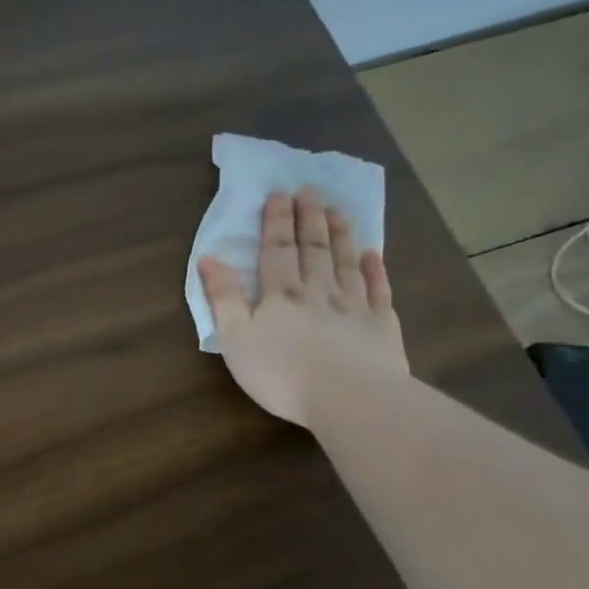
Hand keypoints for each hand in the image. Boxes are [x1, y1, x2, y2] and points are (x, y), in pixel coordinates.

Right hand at [198, 188, 406, 427]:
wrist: (348, 398)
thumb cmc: (281, 373)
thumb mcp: (235, 339)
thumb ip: (223, 298)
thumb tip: (208, 258)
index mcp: (281, 295)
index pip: (276, 251)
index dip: (276, 222)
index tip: (278, 194)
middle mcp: (318, 292)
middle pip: (313, 249)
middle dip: (309, 219)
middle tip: (310, 191)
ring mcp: (354, 307)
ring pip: (346, 263)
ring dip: (341, 235)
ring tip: (338, 211)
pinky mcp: (381, 327)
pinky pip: (378, 290)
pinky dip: (375, 270)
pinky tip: (373, 255)